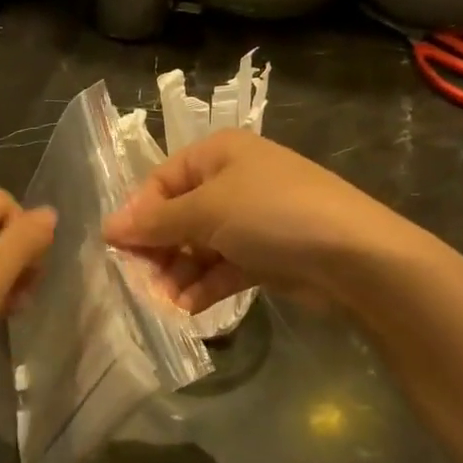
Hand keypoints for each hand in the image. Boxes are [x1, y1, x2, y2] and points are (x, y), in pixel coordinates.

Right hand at [103, 132, 404, 312]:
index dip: (139, 214)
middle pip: (179, 216)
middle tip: (143, 282)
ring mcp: (252, 219)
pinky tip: (189, 307)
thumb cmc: (272, 215)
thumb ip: (156, 222)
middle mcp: (233, 181)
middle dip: (159, 250)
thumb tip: (108, 227)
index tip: (119, 249)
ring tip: (167, 302)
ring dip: (179, 273)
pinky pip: (223, 268)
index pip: (162, 181)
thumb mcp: (207, 212)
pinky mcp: (266, 255)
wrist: (353, 256)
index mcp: (219, 154)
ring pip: (199, 246)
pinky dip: (205, 286)